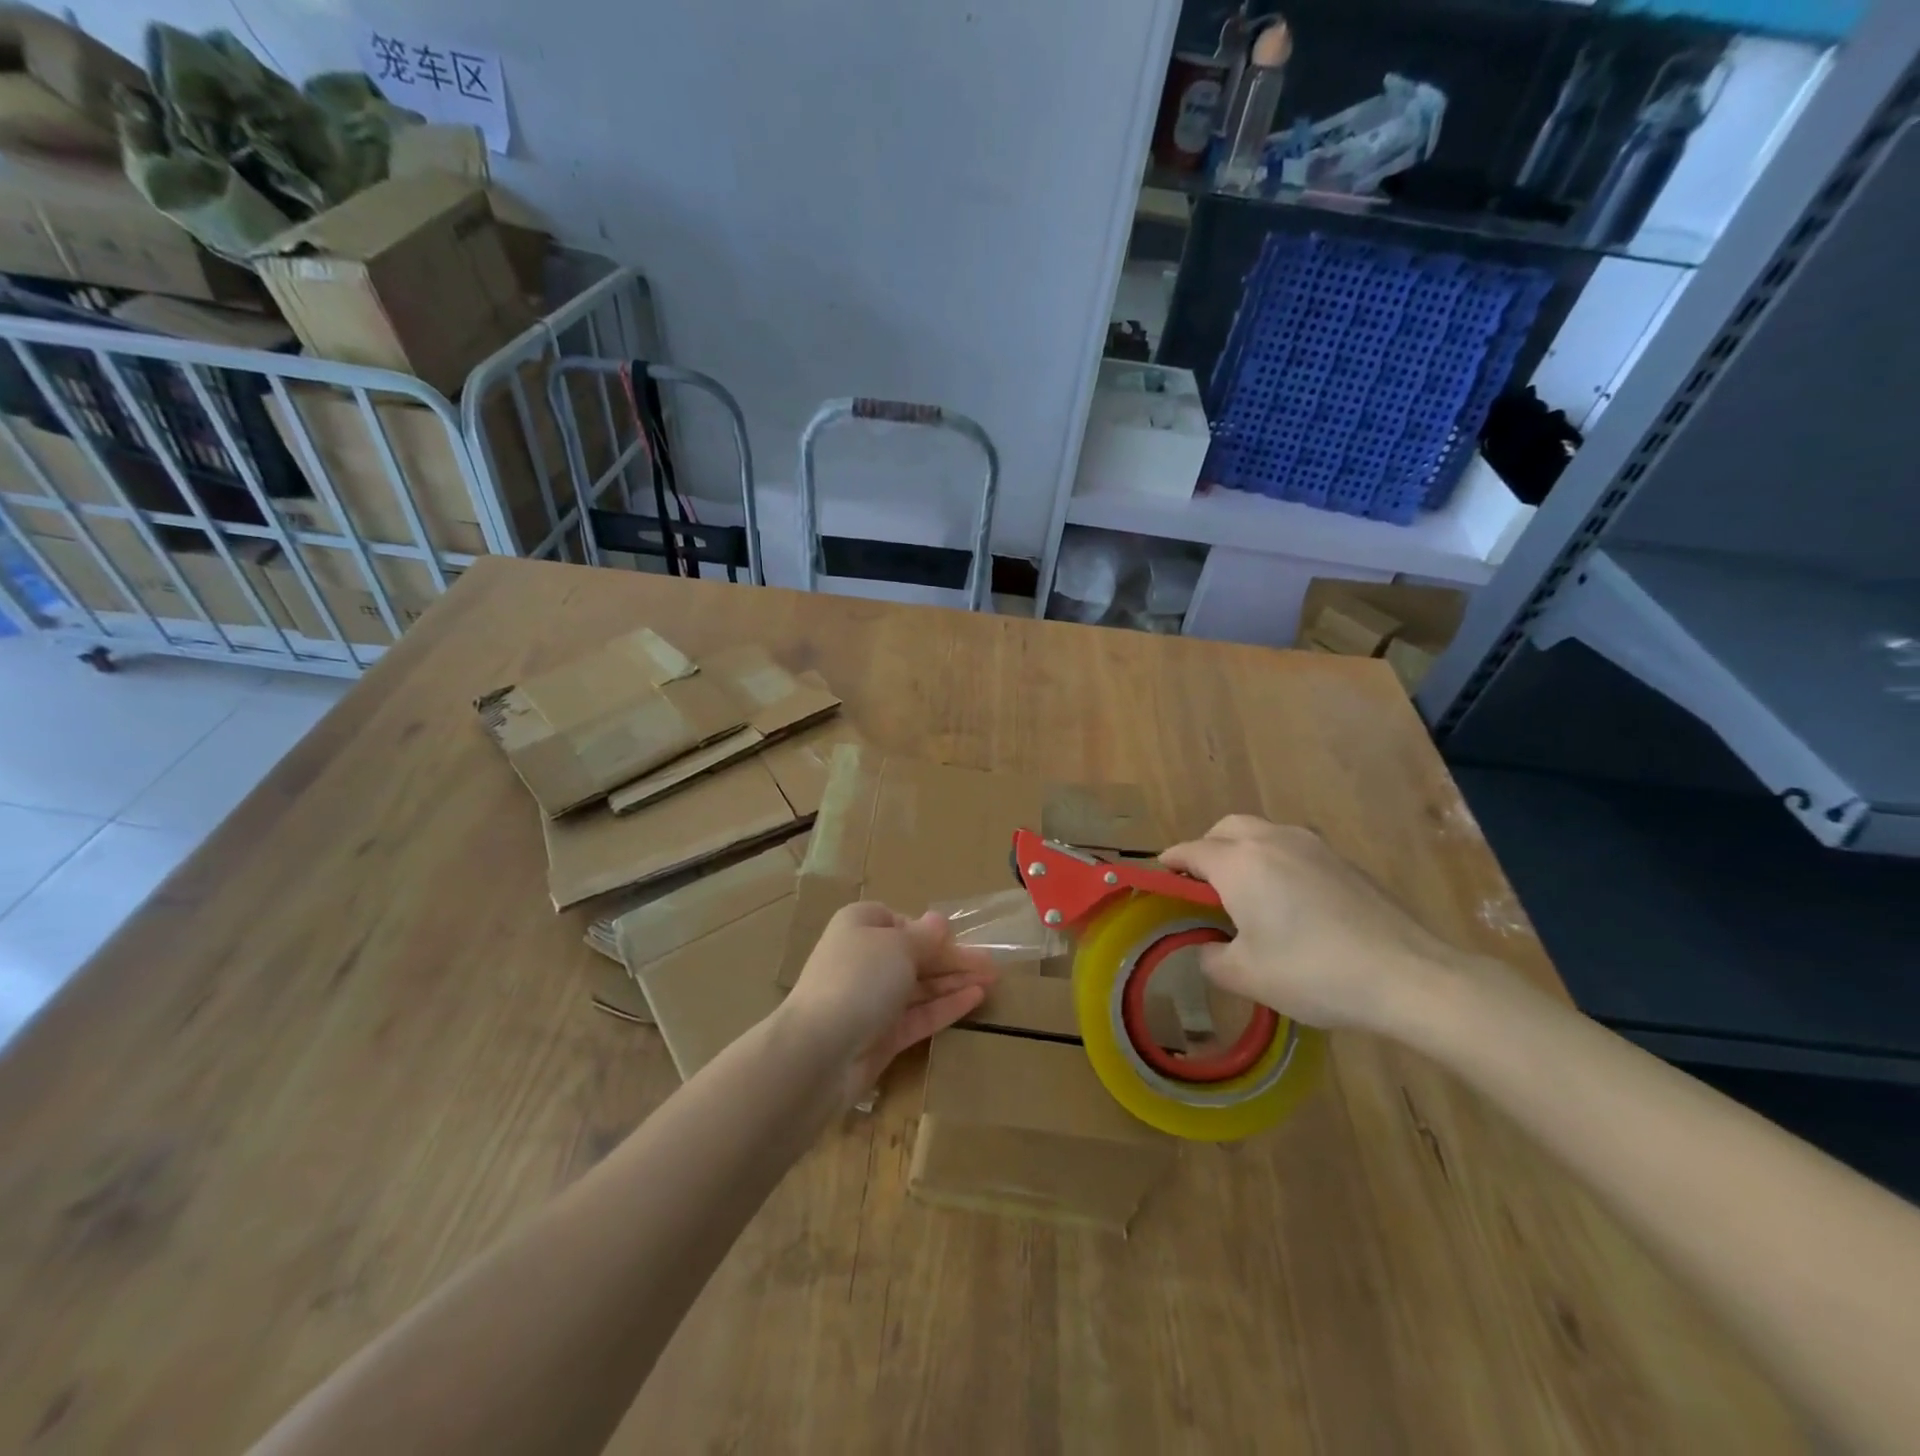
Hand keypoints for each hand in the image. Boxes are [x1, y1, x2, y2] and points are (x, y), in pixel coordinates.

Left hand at [781, 902, 997, 1101]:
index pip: (895, 920)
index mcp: (858, 927)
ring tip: (994, 980)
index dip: (924, 928)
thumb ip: (925, 936)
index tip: (954, 937)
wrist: (819, 1051)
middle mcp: (863, 960)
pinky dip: (946, 1005)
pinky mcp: (881, 1036)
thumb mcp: (899, 946)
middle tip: (992, 964)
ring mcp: (871, 1000)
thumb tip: (939, 920)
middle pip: (913, 955)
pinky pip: (919, 1015)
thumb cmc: (859, 978)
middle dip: (951, 958)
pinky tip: (976, 998)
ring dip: (955, 981)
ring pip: (919, 986)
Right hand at [1160, 815, 1467, 1034]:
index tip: (1161, 879)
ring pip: (1262, 832)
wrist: (1407, 975)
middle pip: (1225, 830)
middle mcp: (1271, 840)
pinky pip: (1293, 848)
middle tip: (1203, 886)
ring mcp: (1312, 845)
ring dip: (1243, 851)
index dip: (1171, 865)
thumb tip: (1207, 947)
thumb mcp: (1246, 976)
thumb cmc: (1313, 972)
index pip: (1190, 851)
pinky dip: (1276, 861)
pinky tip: (1289, 900)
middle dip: (1207, 849)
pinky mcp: (1343, 860)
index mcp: (1239, 862)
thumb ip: (1210, 957)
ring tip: (1246, 891)